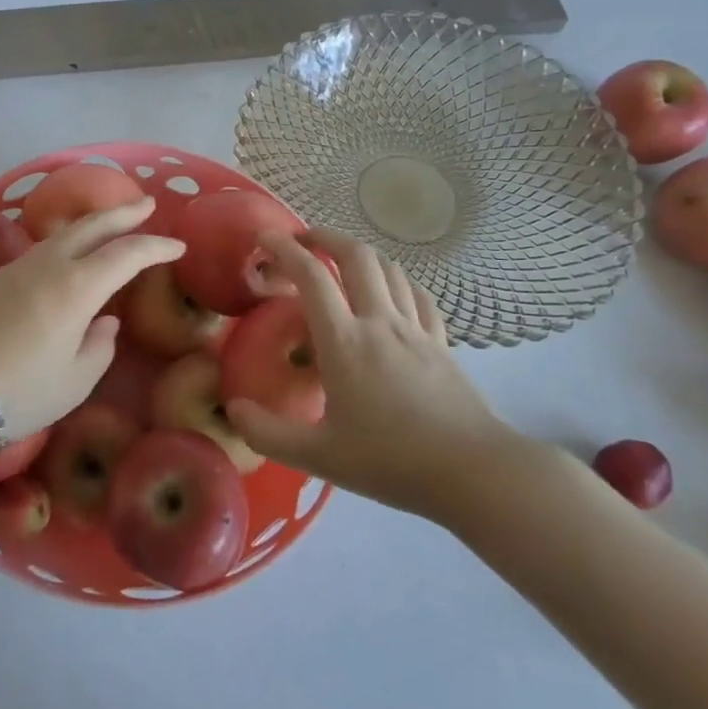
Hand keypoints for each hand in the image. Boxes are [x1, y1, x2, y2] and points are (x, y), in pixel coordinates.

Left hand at [0, 196, 180, 438]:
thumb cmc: (17, 391)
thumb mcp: (73, 382)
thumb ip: (98, 348)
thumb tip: (104, 322)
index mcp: (76, 287)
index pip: (126, 254)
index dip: (156, 246)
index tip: (179, 245)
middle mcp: (49, 265)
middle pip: (92, 226)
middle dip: (124, 213)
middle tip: (147, 205)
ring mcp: (18, 267)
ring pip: (64, 233)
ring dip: (93, 224)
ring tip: (111, 224)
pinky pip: (43, 247)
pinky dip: (67, 240)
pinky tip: (69, 253)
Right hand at [225, 229, 527, 524]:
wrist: (474, 472)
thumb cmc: (391, 461)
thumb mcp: (318, 456)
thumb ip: (267, 434)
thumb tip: (233, 409)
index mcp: (345, 342)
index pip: (311, 277)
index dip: (284, 249)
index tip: (264, 237)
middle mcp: (379, 322)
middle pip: (356, 255)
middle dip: (324, 236)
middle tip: (301, 240)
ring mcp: (415, 329)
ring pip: (389, 268)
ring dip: (360, 254)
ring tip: (340, 260)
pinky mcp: (441, 342)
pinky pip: (418, 294)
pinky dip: (397, 280)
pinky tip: (391, 289)